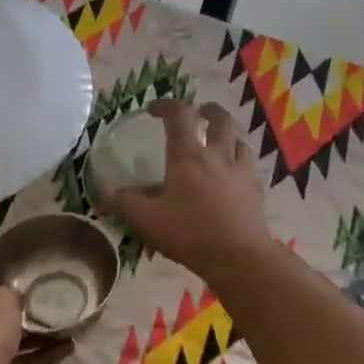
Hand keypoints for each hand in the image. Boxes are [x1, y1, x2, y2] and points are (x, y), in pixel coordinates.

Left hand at [0, 266, 66, 363]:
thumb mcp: (1, 296)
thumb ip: (11, 291)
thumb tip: (16, 297)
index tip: (14, 259)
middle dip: (15, 300)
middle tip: (46, 289)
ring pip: (8, 336)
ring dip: (36, 330)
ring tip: (67, 318)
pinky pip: (21, 361)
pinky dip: (42, 355)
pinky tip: (69, 346)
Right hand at [107, 100, 271, 281]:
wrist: (239, 257)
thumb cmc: (190, 233)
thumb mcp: (147, 220)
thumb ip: (126, 203)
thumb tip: (108, 195)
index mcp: (187, 156)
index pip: (178, 115)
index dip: (166, 105)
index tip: (153, 110)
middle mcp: (217, 155)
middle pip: (220, 119)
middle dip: (208, 110)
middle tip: (199, 112)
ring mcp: (241, 171)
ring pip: (239, 140)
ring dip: (227, 136)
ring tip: (218, 144)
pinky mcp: (256, 190)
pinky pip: (249, 166)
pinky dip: (239, 163)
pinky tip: (233, 176)